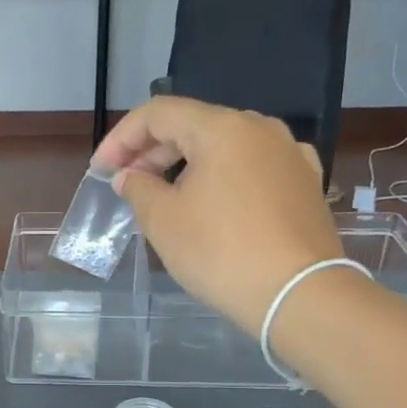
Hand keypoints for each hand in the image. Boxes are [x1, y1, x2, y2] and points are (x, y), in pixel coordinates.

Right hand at [93, 97, 343, 332]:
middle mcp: (260, 129)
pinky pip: (253, 168)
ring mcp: (289, 154)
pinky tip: (215, 203)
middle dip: (153, 152)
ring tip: (165, 197)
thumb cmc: (221, 253)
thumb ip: (139, 189)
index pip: (158, 113)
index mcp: (222, 128)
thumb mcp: (164, 221)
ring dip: (187, 165)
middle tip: (126, 184)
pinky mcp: (305, 184)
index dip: (121, 138)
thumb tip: (130, 176)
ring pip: (225, 147)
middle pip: (194, 126)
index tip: (101, 170)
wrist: (298, 294)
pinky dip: (223, 178)